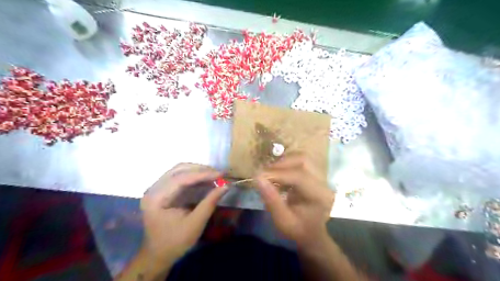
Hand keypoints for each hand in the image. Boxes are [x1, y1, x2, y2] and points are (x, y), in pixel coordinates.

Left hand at [140, 163, 227, 262]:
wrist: (158, 255)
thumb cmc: (175, 242)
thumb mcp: (195, 224)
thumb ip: (210, 203)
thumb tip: (226, 186)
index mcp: (156, 198)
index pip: (181, 179)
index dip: (203, 174)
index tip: (221, 174)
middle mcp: (153, 189)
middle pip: (179, 170)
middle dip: (201, 170)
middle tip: (219, 174)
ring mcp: (156, 188)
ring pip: (179, 170)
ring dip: (198, 171)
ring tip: (214, 175)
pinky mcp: (162, 190)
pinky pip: (179, 176)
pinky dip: (194, 176)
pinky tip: (205, 179)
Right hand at [254, 155, 335, 248]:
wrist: (312, 233)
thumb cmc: (298, 230)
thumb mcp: (282, 221)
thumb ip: (271, 199)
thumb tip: (258, 178)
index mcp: (320, 196)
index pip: (300, 176)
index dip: (278, 173)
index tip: (259, 175)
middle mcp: (324, 183)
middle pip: (304, 160)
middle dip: (282, 163)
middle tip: (265, 172)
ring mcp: (322, 177)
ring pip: (303, 158)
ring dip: (285, 162)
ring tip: (271, 172)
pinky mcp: (316, 174)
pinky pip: (301, 162)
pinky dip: (288, 164)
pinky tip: (279, 174)